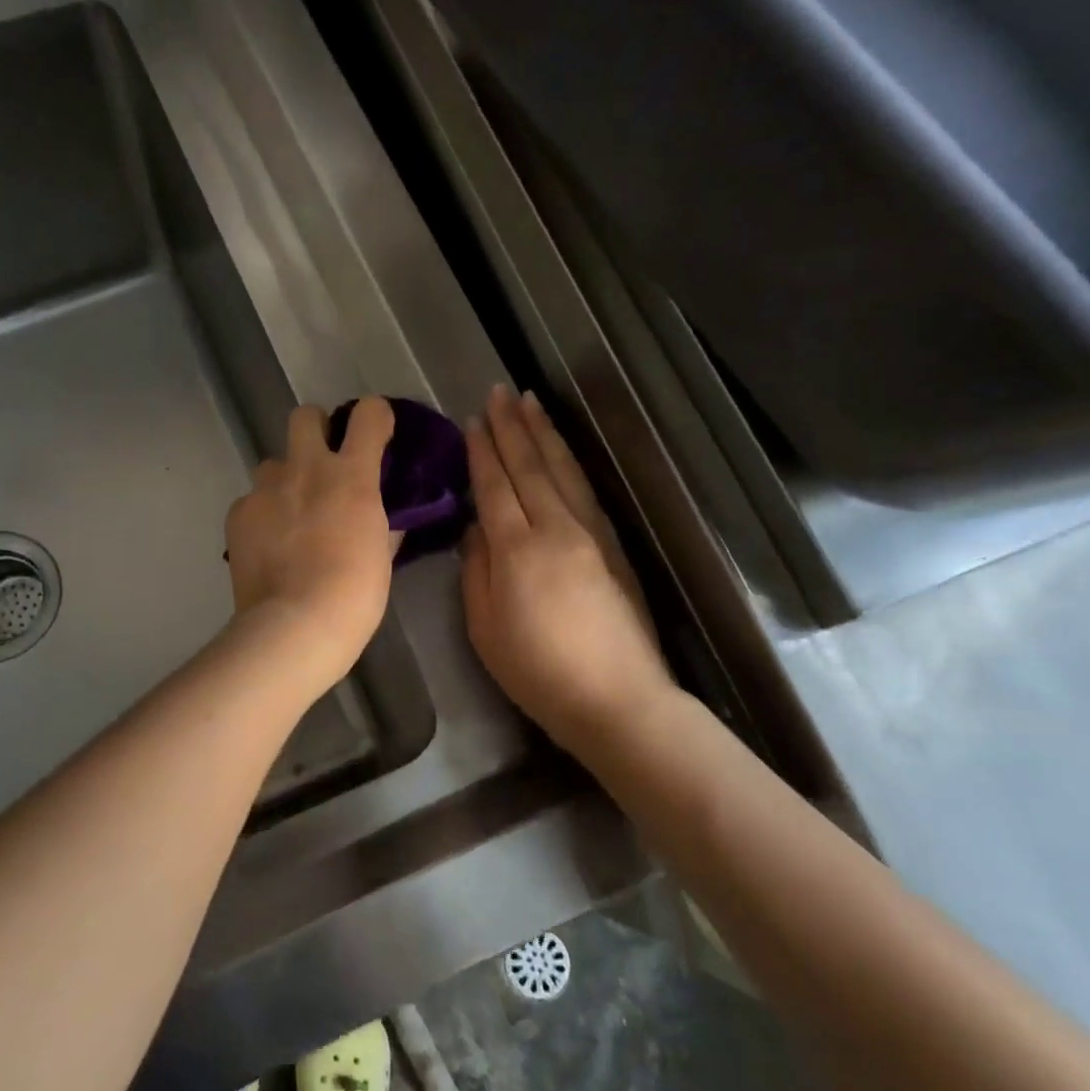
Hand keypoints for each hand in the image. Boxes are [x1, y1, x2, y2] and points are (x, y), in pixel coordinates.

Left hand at [225, 398, 396, 693]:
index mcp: (351, 475)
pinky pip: (251, 501)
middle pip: (304, 416)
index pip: (368, 414)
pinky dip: (262, 515)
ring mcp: (266, 490)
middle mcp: (306, 469)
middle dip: (316, 430)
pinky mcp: (238, 514)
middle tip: (323, 464)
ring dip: (285, 479)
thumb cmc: (354, 595)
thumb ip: (383, 523)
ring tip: (291, 516)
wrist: (295, 625)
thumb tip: (385, 515)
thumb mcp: (381, 555)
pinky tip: (269, 545)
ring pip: (272, 463)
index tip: (377, 433)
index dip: (374, 416)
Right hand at [461, 385, 675, 754]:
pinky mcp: (612, 545)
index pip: (495, 486)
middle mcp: (556, 529)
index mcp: (517, 549)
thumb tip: (476, 527)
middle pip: (530, 467)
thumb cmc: (537, 672)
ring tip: (529, 402)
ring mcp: (590, 534)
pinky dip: (569, 462)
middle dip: (512, 427)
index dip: (482, 452)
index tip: (473, 420)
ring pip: (562, 471)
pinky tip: (561, 450)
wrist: (616, 698)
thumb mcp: (484, 628)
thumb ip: (475, 570)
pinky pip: (584, 489)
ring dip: (544, 434)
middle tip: (499, 392)